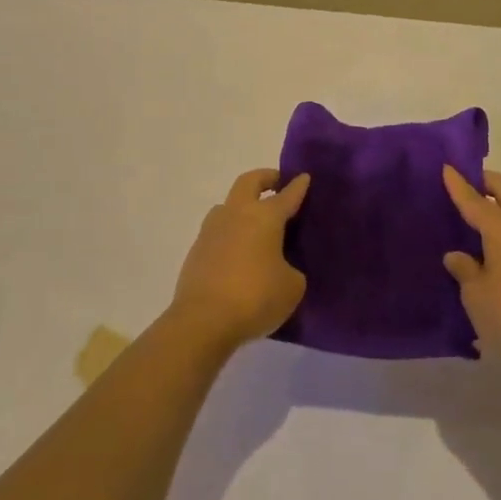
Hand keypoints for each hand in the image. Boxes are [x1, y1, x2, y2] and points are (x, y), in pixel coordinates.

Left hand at [169, 169, 310, 351]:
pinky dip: (231, 234)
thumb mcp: (292, 286)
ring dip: (243, 206)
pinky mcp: (196, 252)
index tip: (304, 177)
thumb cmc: (256, 298)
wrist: (203, 322)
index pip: (286, 195)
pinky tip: (240, 252)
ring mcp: (211, 231)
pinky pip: (217, 232)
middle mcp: (236, 215)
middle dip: (265, 178)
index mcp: (265, 217)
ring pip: (227, 205)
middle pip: (249, 182)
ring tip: (256, 223)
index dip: (298, 186)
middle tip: (278, 183)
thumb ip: (291, 269)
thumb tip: (279, 267)